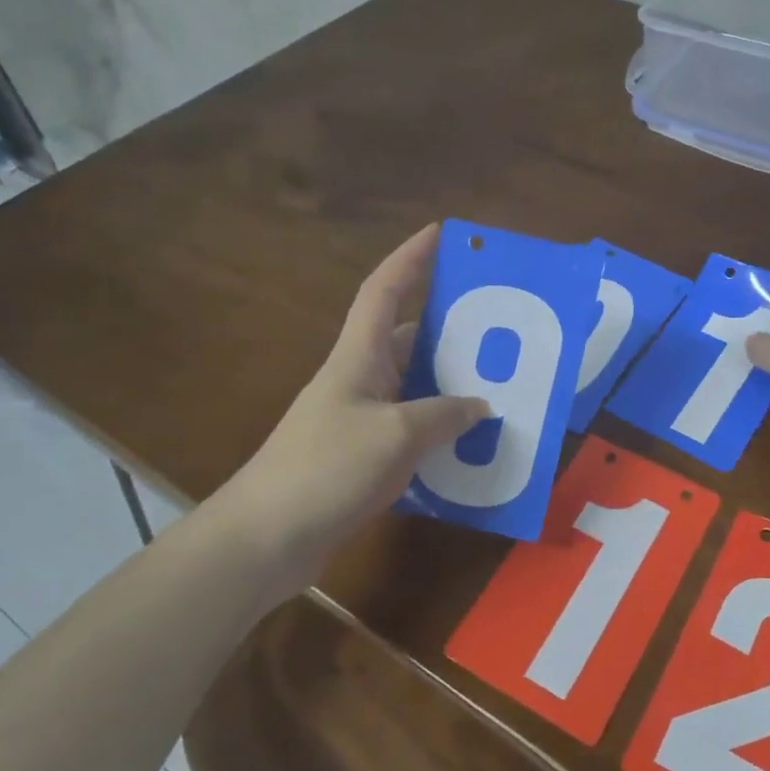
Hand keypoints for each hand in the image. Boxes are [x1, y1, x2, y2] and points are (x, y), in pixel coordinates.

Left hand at [209, 224, 488, 563]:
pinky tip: (474, 444)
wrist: (267, 538)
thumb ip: (444, 415)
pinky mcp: (364, 456)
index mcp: (359, 356)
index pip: (384, 289)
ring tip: (502, 384)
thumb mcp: (395, 435)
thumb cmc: (326, 468)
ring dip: (452, 385)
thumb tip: (480, 406)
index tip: (442, 232)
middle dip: (451, 327)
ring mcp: (361, 419)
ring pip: (416, 387)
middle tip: (500, 326)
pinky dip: (442, 432)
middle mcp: (360, 379)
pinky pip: (413, 430)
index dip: (411, 257)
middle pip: (408, 337)